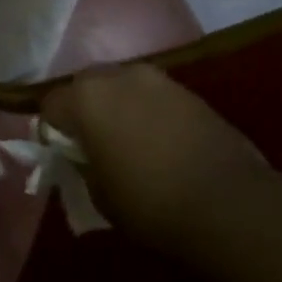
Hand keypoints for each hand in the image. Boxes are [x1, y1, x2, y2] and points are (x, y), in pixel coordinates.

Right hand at [41, 63, 263, 233]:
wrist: (230, 205)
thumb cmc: (150, 202)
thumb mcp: (99, 194)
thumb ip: (83, 165)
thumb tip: (84, 157)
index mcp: (86, 97)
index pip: (50, 106)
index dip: (52, 132)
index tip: (63, 156)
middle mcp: (118, 76)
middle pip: (86, 87)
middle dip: (86, 111)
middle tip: (94, 145)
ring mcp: (158, 80)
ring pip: (123, 88)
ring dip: (120, 108)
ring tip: (130, 143)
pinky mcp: (191, 92)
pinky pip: (155, 98)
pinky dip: (150, 114)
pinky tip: (162, 144)